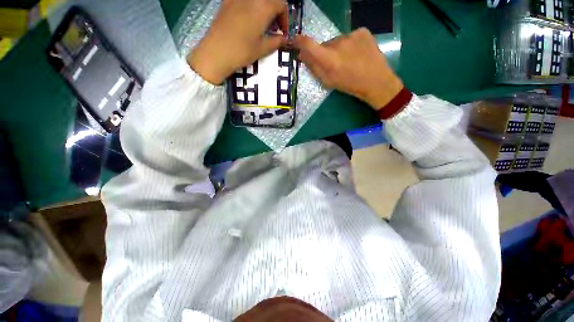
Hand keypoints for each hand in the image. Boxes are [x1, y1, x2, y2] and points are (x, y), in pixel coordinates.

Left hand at [188, 0, 288, 84]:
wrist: (216, 52)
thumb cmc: (242, 51)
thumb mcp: (262, 49)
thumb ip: (276, 41)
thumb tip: (285, 39)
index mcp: (263, 7)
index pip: (281, 4)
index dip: (285, 18)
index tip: (283, 32)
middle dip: (275, 12)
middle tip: (274, 28)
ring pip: (257, 0)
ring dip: (263, 9)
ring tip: (262, 24)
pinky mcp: (227, 2)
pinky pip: (244, 1)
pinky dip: (251, 7)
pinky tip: (248, 20)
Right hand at [294, 28, 402, 109]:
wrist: (376, 81)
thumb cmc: (350, 85)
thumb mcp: (329, 82)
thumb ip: (314, 68)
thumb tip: (302, 55)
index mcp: (330, 59)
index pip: (309, 44)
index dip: (299, 41)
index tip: (295, 41)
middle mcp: (339, 43)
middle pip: (324, 44)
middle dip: (325, 53)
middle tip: (334, 64)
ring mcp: (352, 35)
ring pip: (337, 41)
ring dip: (338, 49)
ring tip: (349, 60)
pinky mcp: (362, 31)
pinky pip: (349, 37)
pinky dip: (350, 44)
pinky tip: (357, 53)